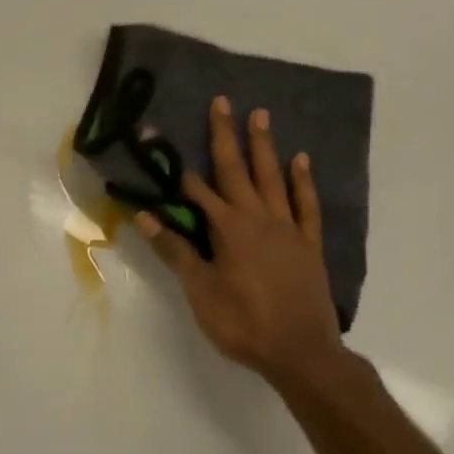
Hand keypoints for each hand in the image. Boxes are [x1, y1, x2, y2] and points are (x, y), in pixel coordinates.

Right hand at [136, 97, 347, 386]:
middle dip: (226, 135)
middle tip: (222, 101)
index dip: (178, 168)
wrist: (301, 352)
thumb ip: (176, 252)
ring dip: (264, 146)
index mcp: (228, 229)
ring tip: (260, 115)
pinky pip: (306, 204)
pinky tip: (301, 160)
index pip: (198, 191)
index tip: (162, 140)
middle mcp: (258, 218)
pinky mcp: (309, 243)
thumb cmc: (243, 323)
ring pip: (273, 177)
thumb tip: (145, 218)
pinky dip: (303, 181)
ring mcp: (287, 228)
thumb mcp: (201, 291)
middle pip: (237, 170)